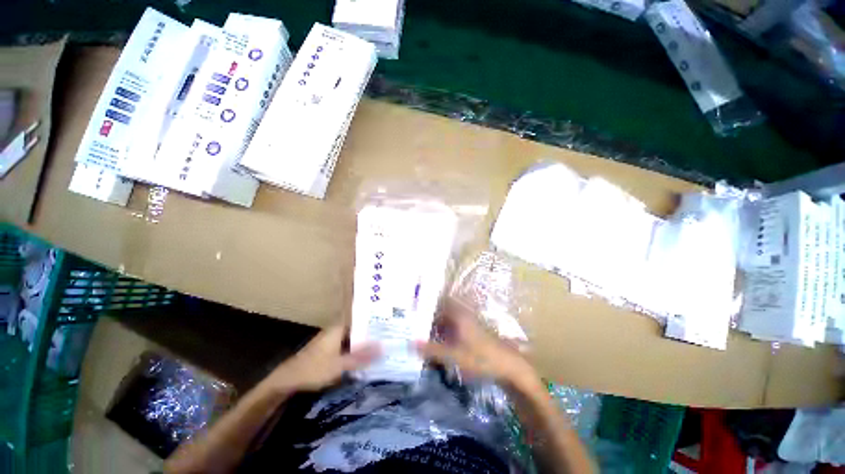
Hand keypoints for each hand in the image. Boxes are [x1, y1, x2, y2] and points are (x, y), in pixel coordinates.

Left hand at [263, 325, 379, 392]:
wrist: (288, 380)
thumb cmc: (314, 368)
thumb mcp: (340, 365)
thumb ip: (361, 357)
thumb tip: (383, 347)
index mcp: (339, 328)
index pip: (361, 320)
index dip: (375, 323)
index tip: (389, 326)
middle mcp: (336, 330)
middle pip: (358, 330)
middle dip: (372, 335)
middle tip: (389, 338)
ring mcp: (332, 340)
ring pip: (353, 340)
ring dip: (364, 345)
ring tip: (382, 347)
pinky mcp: (329, 350)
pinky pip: (347, 347)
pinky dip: (356, 352)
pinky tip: (365, 358)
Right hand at [414, 299, 536, 388]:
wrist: (509, 366)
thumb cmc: (482, 357)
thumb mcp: (454, 355)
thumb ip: (432, 350)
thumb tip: (411, 344)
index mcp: (458, 314)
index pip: (437, 303)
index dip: (425, 306)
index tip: (411, 312)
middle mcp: (462, 314)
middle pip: (441, 311)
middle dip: (427, 318)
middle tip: (412, 325)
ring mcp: (468, 323)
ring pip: (446, 320)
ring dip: (435, 326)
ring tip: (420, 334)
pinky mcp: (471, 332)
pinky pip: (452, 327)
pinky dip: (443, 333)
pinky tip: (437, 343)